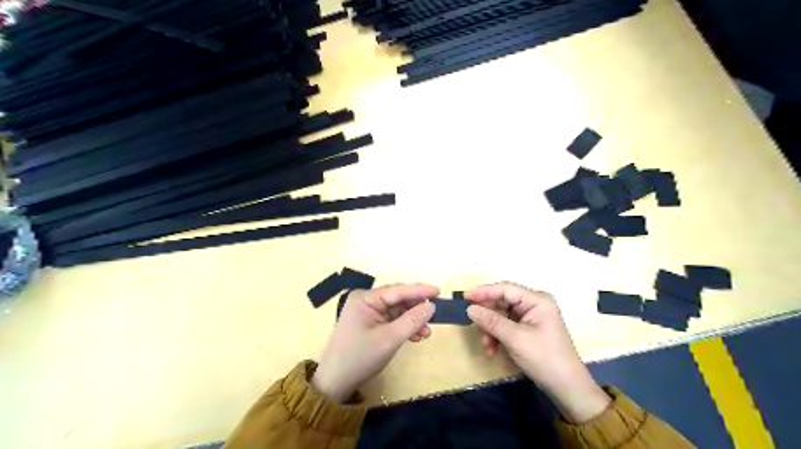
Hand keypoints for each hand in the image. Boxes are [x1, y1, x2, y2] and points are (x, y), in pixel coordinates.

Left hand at [310, 283, 436, 402]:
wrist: (336, 383)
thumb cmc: (360, 357)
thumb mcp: (389, 339)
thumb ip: (411, 321)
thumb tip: (431, 306)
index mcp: (365, 298)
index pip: (397, 290)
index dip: (419, 291)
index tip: (439, 291)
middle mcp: (366, 301)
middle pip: (398, 300)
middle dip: (416, 309)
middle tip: (435, 315)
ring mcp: (368, 313)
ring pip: (398, 311)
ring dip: (412, 321)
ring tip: (426, 333)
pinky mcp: (371, 324)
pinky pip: (393, 320)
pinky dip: (405, 327)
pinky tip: (416, 336)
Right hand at [465, 282, 607, 422]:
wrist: (567, 388)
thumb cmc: (544, 358)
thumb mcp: (515, 339)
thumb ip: (491, 321)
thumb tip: (470, 308)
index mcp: (537, 300)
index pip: (505, 289)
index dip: (484, 291)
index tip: (464, 297)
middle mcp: (534, 304)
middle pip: (502, 302)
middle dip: (488, 316)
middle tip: (473, 325)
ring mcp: (531, 317)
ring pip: (501, 315)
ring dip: (491, 329)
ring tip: (487, 346)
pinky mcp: (528, 329)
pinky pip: (506, 326)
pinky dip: (497, 336)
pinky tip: (493, 349)